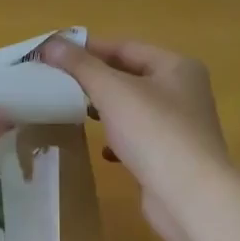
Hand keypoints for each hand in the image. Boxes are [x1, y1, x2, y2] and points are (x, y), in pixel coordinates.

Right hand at [36, 35, 230, 240]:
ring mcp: (180, 127)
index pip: (127, 47)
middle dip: (96, 79)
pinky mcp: (172, 157)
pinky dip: (118, 139)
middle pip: (131, 76)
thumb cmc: (154, 132)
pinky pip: (139, 139)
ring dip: (106, 109)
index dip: (90, 48)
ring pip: (134, 109)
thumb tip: (50, 44)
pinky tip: (103, 150)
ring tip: (76, 111)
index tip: (56, 54)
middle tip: (60, 82)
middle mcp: (184, 91)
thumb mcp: (112, 91)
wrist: (189, 195)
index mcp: (177, 67)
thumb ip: (81, 66)